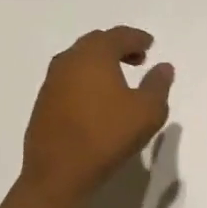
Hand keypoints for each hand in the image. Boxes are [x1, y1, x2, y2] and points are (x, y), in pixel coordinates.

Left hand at [21, 26, 174, 198]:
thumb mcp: (146, 112)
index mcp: (94, 55)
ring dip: (100, 63)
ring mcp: (52, 80)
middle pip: (96, 42)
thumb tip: (163, 67)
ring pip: (79, 59)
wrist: (57, 172)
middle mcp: (70, 59)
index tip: (149, 44)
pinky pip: (68, 78)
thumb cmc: (106, 136)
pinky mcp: (43, 100)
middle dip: (118, 47)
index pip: (118, 35)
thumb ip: (158, 85)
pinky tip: (95, 98)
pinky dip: (85, 78)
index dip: (136, 38)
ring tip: (117, 79)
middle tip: (137, 59)